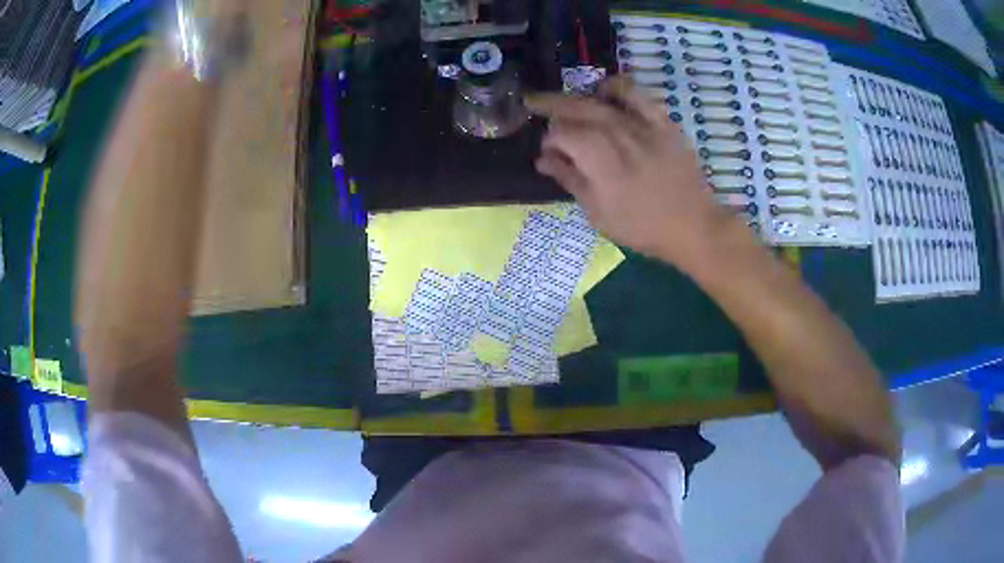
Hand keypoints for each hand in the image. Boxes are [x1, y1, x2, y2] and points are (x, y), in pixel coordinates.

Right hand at [525, 77, 735, 270]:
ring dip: (578, 96)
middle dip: (550, 104)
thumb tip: (543, 159)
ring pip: (601, 99)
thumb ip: (570, 180)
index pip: (563, 134)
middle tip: (533, 104)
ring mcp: (643, 125)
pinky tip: (606, 94)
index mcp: (600, 161)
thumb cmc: (642, 227)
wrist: (693, 225)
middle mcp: (618, 135)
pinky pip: (636, 94)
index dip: (549, 140)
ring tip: (569, 101)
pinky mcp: (662, 121)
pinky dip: (617, 87)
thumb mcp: (598, 214)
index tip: (547, 153)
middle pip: (577, 109)